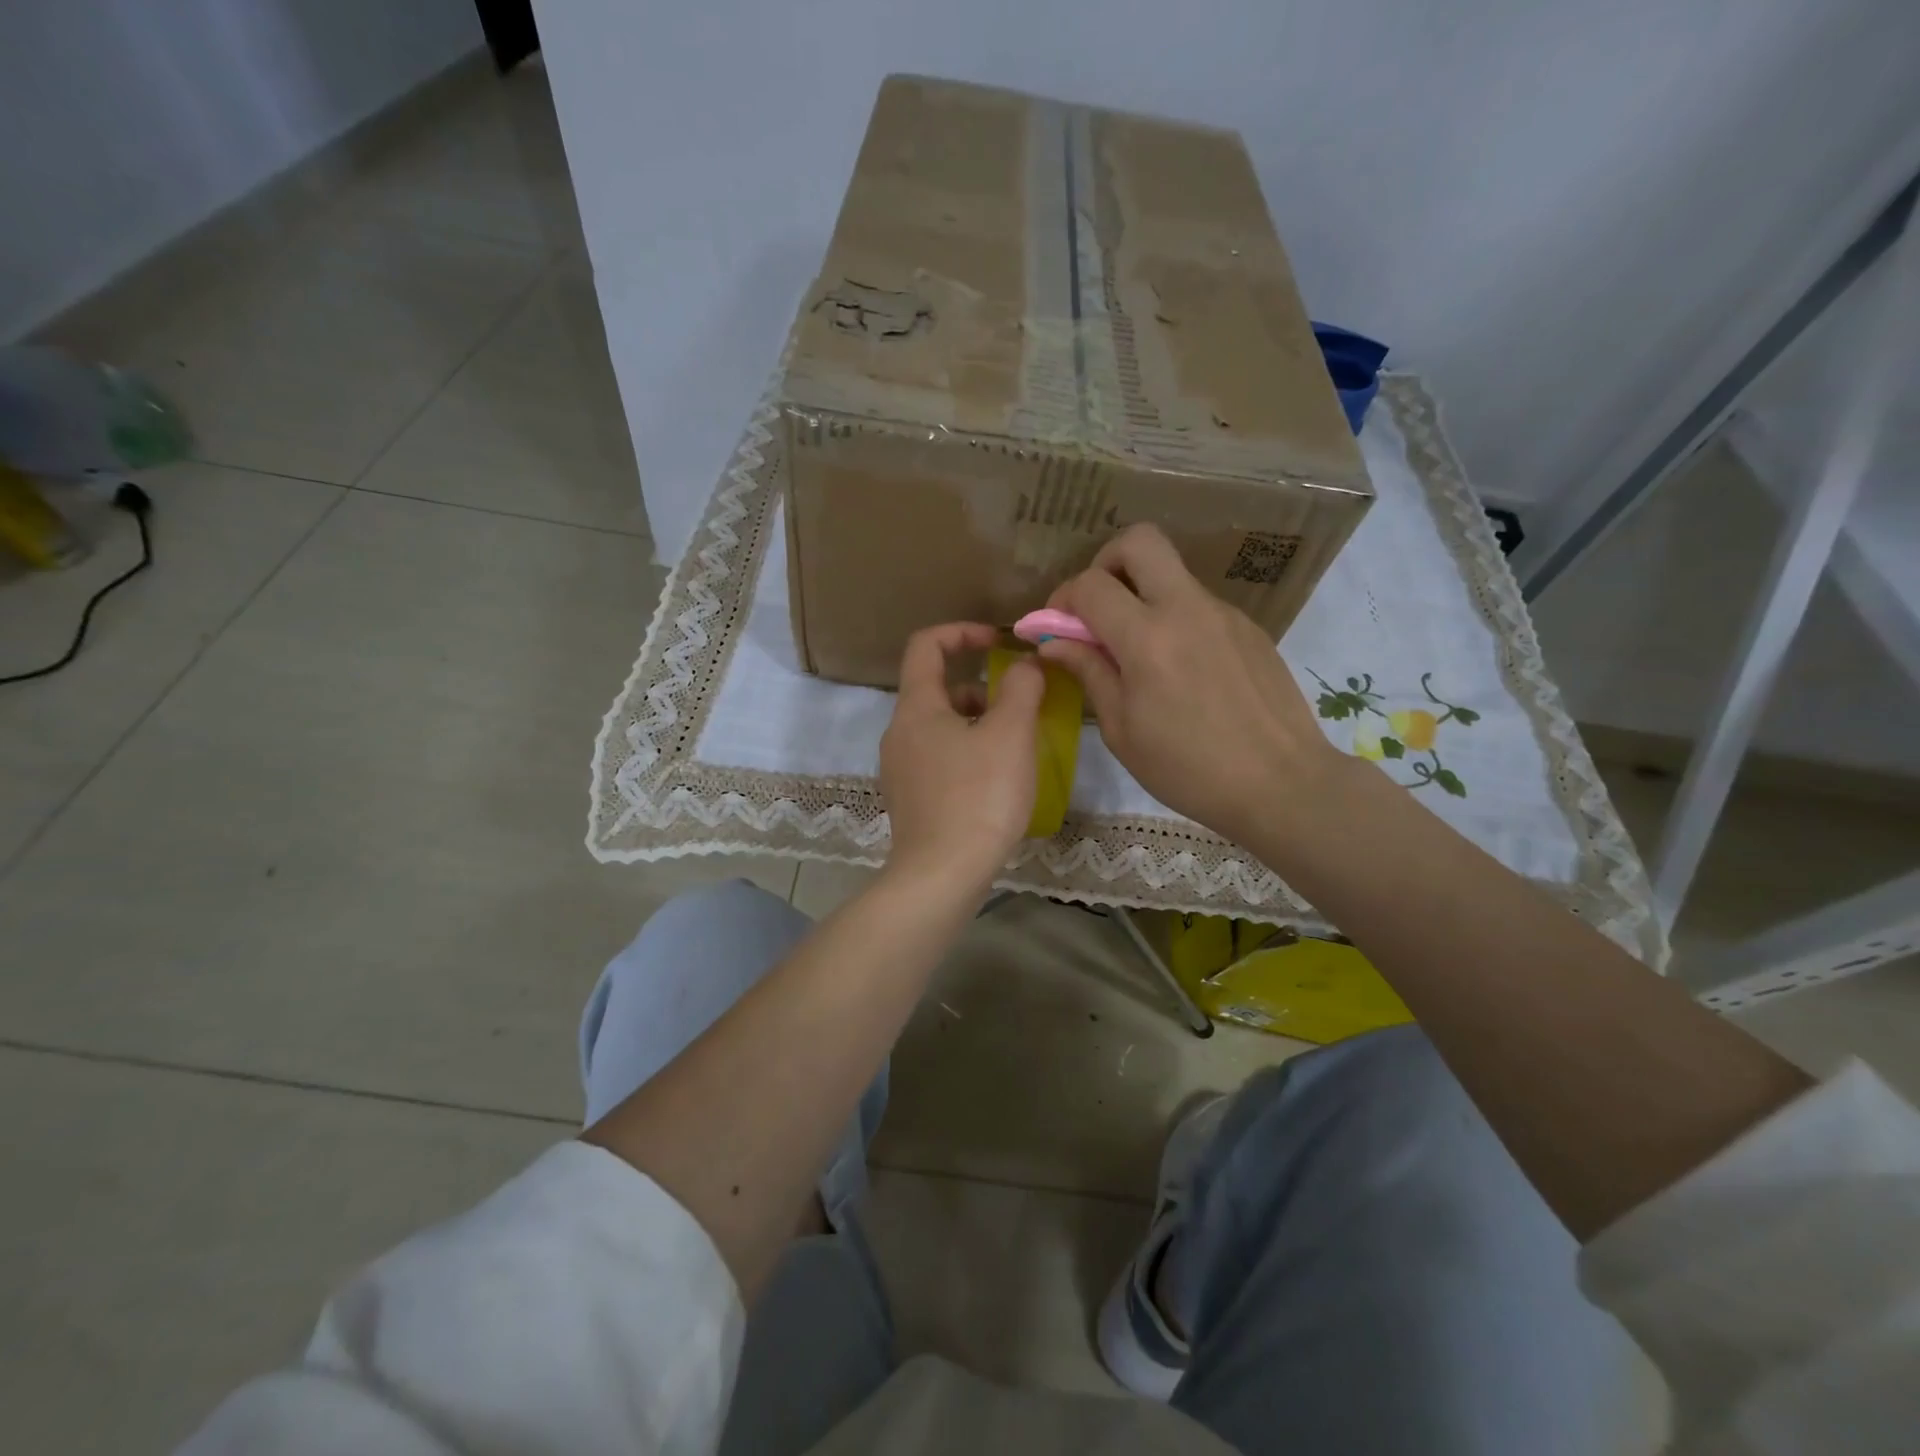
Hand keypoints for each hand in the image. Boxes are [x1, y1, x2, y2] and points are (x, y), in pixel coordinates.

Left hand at [879, 623, 1045, 899]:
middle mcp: (898, 733)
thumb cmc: (978, 796)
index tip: (998, 642)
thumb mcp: (1010, 734)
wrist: (940, 875)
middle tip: (1018, 709)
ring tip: (1013, 749)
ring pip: (939, 728)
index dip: (962, 631)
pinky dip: (966, 754)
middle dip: (980, 689)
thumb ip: (1021, 688)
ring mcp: (899, 769)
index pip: (926, 645)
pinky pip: (938, 759)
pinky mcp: (909, 800)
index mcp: (916, 707)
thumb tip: (1024, 663)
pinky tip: (995, 783)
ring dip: (976, 724)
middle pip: (936, 690)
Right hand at [1037, 525, 1341, 844]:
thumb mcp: (1122, 730)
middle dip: (1106, 563)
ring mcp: (1224, 613)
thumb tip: (1053, 642)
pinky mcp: (1249, 627)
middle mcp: (1187, 609)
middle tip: (1099, 608)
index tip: (1056, 628)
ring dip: (1143, 595)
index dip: (1062, 599)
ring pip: (1172, 574)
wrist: (1282, 784)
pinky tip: (1181, 671)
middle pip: (1140, 541)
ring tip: (1140, 653)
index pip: (1090, 584)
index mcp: (1147, 638)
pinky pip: (1199, 605)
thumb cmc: (1188, 769)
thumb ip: (1089, 673)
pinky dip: (1175, 620)